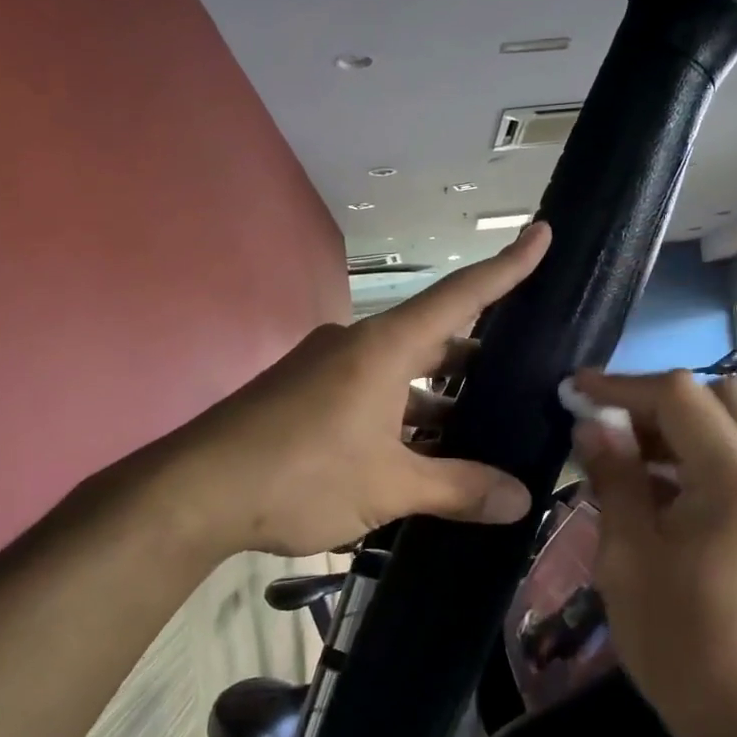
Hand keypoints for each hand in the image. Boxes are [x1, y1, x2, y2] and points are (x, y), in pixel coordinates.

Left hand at [155, 224, 551, 556]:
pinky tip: (423, 454)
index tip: (543, 234)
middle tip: (523, 376)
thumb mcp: (389, 487)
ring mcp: (327, 369)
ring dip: (439, 399)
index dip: (507, 267)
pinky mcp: (306, 396)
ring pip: (401, 373)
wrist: (192, 493)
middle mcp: (357, 345)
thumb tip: (521, 502)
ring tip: (483, 430)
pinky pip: (371, 394)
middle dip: (478, 357)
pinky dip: (403, 417)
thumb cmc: (300, 475)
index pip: (461, 296)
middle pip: (433, 337)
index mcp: (384, 348)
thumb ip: (459, 490)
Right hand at [570, 369, 736, 736]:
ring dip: (680, 425)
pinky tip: (660, 486)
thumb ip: (613, 477)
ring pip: (735, 421)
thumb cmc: (680, 643)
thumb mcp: (627, 556)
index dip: (621, 386)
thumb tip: (591, 425)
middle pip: (717, 395)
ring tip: (627, 455)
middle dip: (657, 401)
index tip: (575, 391)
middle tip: (608, 426)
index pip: (678, 395)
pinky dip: (702, 452)